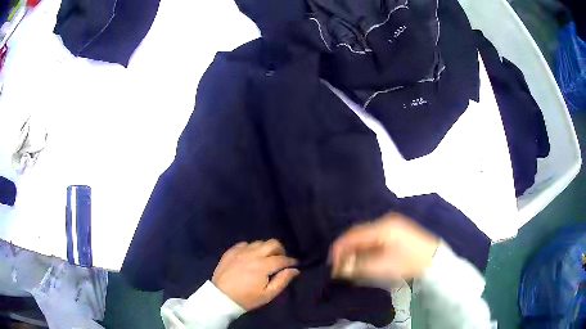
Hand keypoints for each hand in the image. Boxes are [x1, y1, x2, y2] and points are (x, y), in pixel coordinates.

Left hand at [212, 239, 299, 310]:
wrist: (221, 297)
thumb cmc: (247, 298)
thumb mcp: (268, 294)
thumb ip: (282, 280)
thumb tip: (295, 270)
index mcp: (263, 266)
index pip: (282, 259)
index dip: (291, 261)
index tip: (295, 264)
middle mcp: (253, 254)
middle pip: (272, 243)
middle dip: (281, 250)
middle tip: (281, 259)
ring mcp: (240, 251)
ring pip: (259, 242)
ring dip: (266, 248)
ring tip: (266, 258)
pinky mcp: (231, 251)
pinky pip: (245, 244)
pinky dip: (251, 248)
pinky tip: (250, 256)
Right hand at [331, 212, 438, 279]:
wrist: (435, 260)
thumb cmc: (409, 263)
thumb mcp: (383, 267)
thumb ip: (358, 266)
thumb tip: (338, 268)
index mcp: (382, 227)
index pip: (352, 235)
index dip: (339, 249)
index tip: (331, 265)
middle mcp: (385, 221)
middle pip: (357, 234)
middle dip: (346, 250)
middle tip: (339, 267)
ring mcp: (391, 224)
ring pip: (365, 235)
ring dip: (355, 250)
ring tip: (350, 265)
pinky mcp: (395, 230)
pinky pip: (373, 237)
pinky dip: (365, 248)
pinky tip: (364, 258)